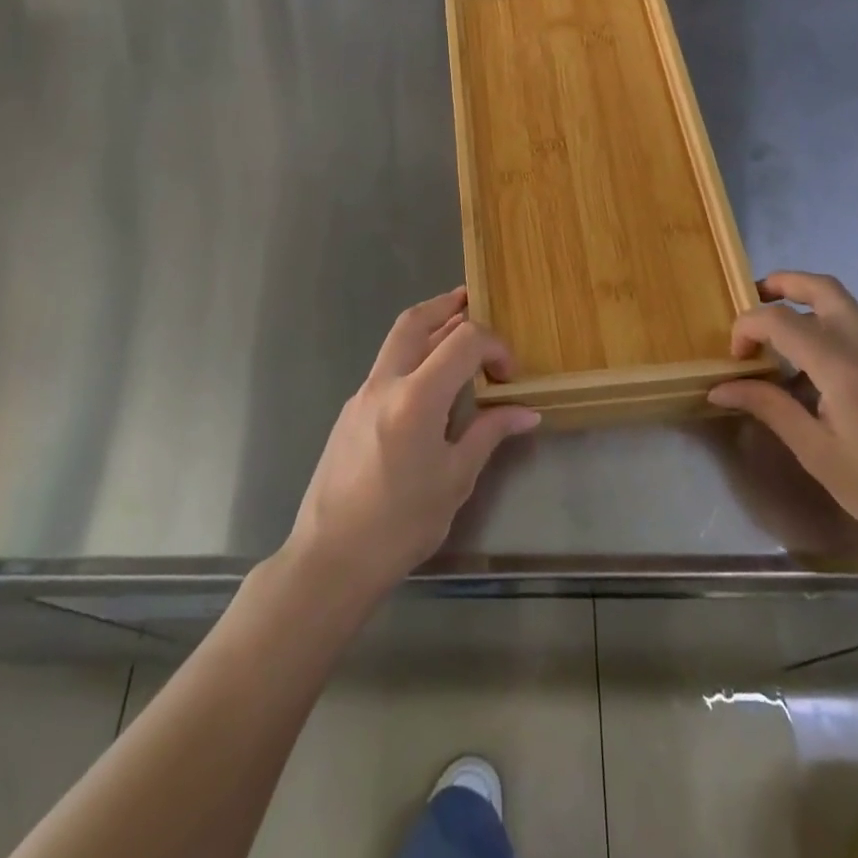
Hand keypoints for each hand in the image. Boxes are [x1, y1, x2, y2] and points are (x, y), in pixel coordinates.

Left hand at [286, 287, 539, 600]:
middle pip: (415, 321)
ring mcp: (361, 396)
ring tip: (455, 332)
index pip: (463, 341)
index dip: (493, 346)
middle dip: (446, 305)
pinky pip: (386, 369)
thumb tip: (526, 412)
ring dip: (427, 329)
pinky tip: (429, 384)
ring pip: (396, 342)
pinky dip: (412, 358)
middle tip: (471, 299)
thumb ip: (489, 434)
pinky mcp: (349, 412)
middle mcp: (384, 384)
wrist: (331, 558)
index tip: (509, 374)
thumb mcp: (456, 479)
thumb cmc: (401, 524)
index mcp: (416, 398)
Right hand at [709, 271, 857, 566]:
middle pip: (824, 288)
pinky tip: (814, 377)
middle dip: (783, 283)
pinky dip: (826, 333)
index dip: (748, 327)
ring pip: (844, 307)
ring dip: (806, 306)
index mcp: (844, 368)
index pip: (782, 320)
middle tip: (754, 301)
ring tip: (777, 342)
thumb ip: (768, 408)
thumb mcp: (816, 453)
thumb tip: (720, 389)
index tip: (735, 358)